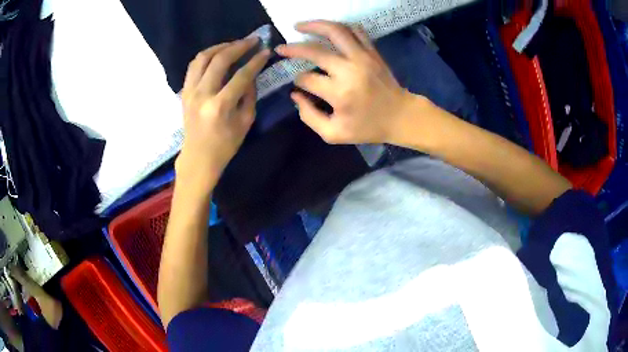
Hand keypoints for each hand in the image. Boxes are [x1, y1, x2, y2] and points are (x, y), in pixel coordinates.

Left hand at [177, 38, 270, 189]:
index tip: (266, 51)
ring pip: (203, 57)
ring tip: (234, 45)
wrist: (198, 158)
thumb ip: (249, 95)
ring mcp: (190, 92)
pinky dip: (206, 56)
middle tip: (253, 40)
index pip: (241, 75)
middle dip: (239, 46)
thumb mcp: (245, 122)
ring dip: (220, 46)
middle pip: (220, 60)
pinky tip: (217, 55)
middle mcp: (202, 95)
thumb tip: (252, 74)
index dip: (256, 61)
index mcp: (220, 106)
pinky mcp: (184, 91)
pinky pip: (194, 66)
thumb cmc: (225, 145)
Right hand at [276, 21, 424, 144]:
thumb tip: (295, 95)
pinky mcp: (372, 52)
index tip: (299, 85)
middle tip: (281, 48)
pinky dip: (340, 26)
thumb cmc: (368, 127)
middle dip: (293, 48)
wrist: (401, 116)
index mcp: (339, 93)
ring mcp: (363, 57)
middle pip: (315, 50)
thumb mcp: (334, 134)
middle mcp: (349, 70)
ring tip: (299, 26)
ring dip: (314, 25)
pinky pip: (356, 30)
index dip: (298, 81)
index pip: (307, 79)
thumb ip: (309, 116)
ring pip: (335, 31)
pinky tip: (328, 28)